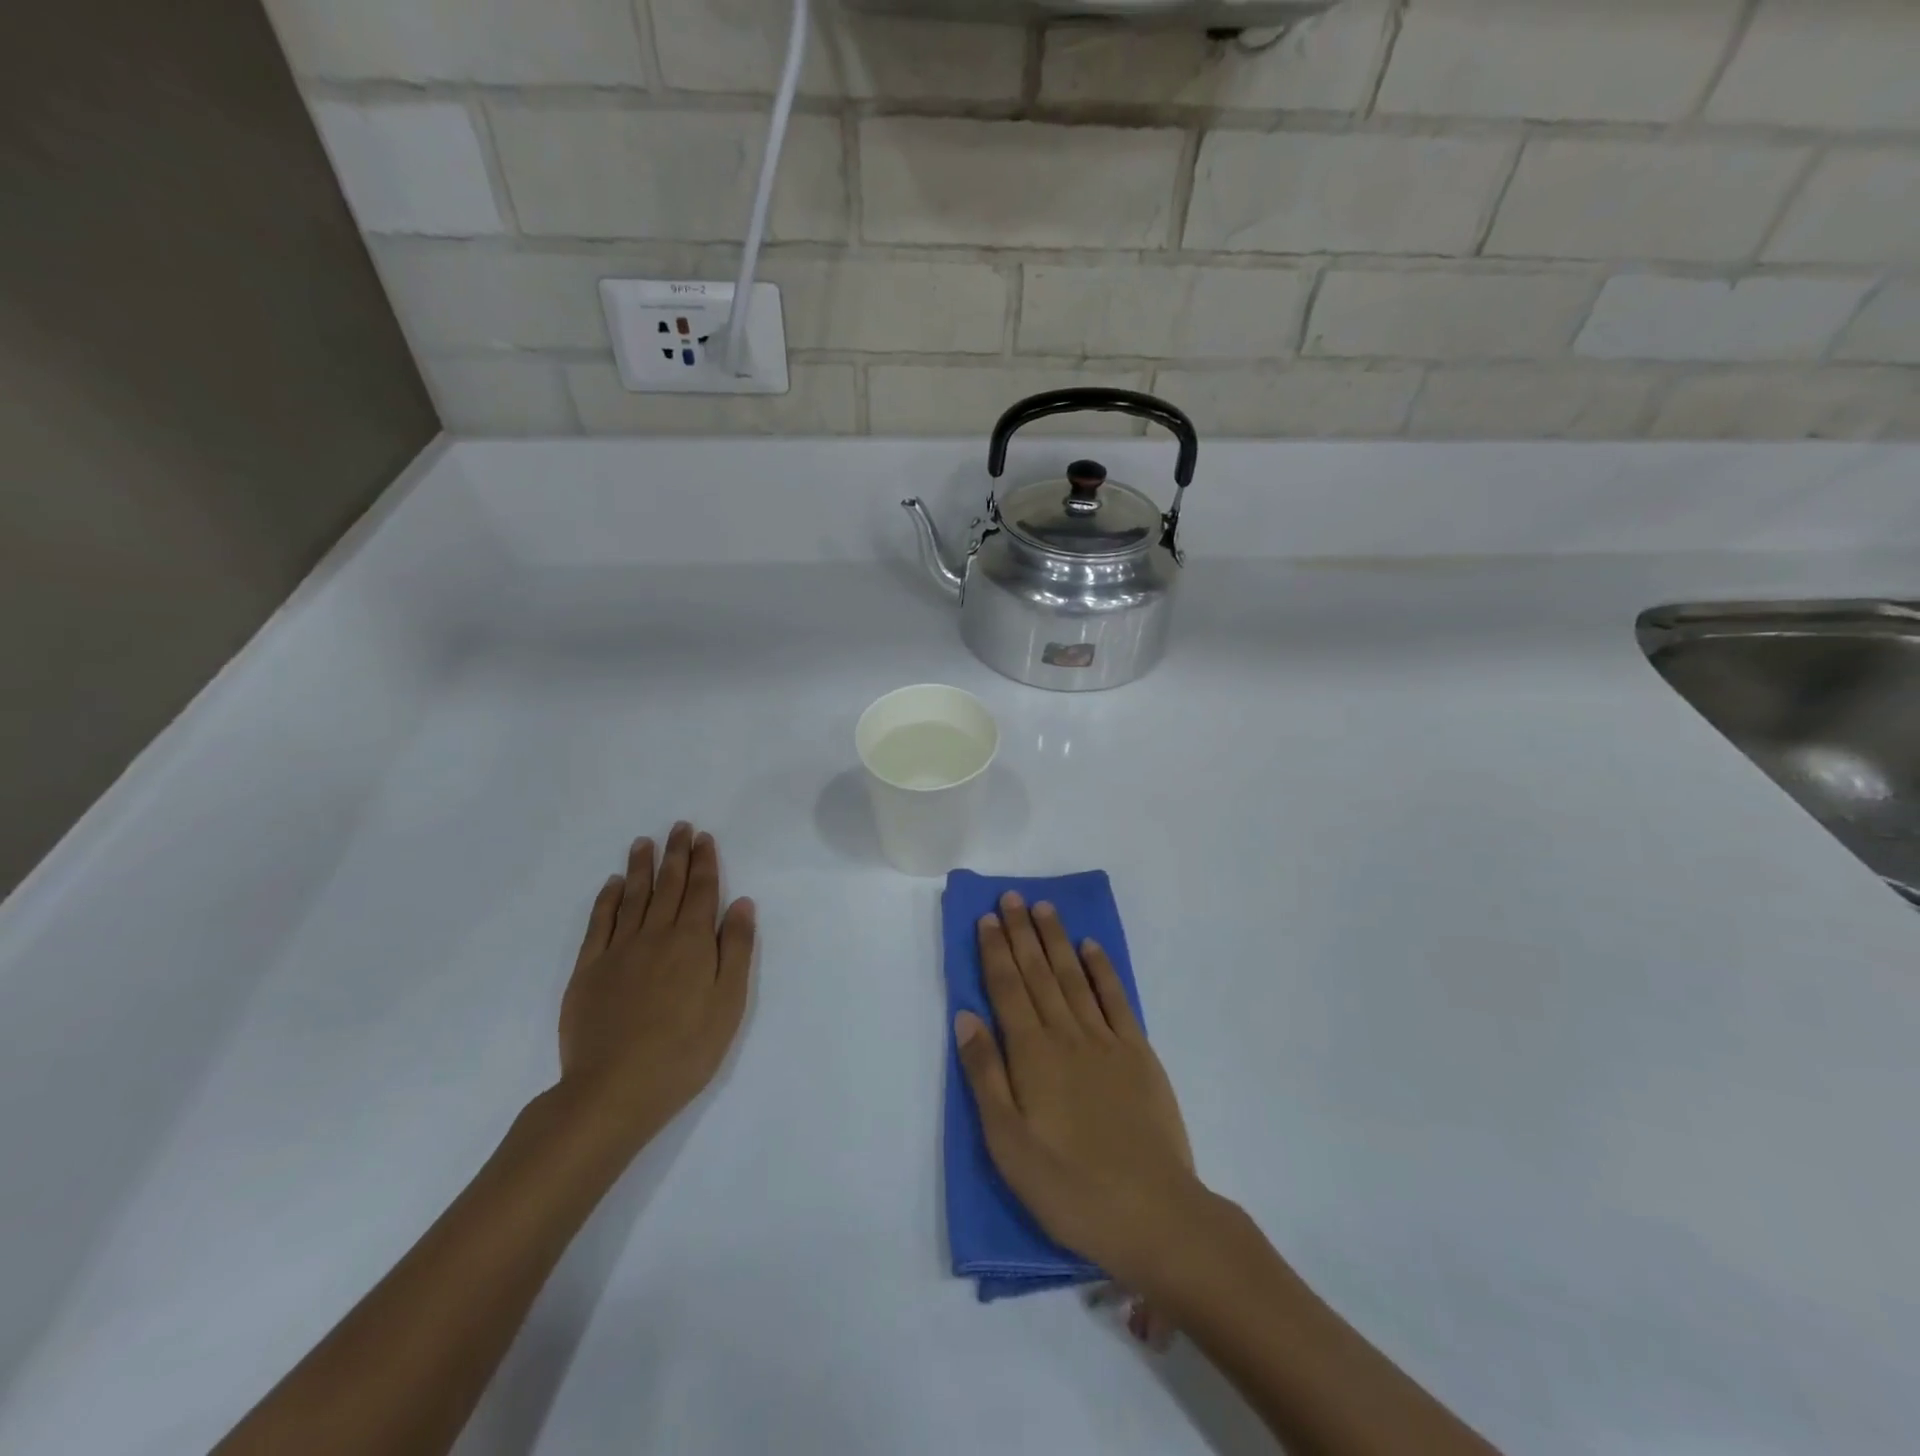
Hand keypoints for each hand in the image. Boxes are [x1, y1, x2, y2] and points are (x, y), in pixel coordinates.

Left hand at [556, 823, 755, 1151]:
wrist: (614, 1089)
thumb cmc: (685, 1050)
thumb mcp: (729, 1003)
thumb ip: (736, 949)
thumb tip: (741, 903)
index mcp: (692, 942)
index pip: (702, 891)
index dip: (704, 862)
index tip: (703, 837)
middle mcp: (655, 935)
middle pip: (668, 886)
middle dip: (676, 855)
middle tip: (678, 827)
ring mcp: (618, 951)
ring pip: (632, 897)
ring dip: (641, 867)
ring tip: (644, 842)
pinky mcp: (588, 970)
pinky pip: (599, 923)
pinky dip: (607, 899)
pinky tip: (611, 884)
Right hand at [954, 891, 1206, 1294]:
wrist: (1154, 1214)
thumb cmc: (1069, 1187)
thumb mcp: (1008, 1144)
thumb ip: (985, 1075)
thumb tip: (965, 1016)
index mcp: (1031, 1055)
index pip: (1007, 989)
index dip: (996, 952)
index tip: (988, 918)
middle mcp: (1066, 1035)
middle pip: (1039, 973)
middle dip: (1023, 933)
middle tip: (1012, 897)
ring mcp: (1106, 1041)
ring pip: (1074, 977)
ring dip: (1057, 940)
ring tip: (1044, 907)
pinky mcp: (1138, 1054)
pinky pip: (1116, 999)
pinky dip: (1101, 969)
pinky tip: (1090, 948)